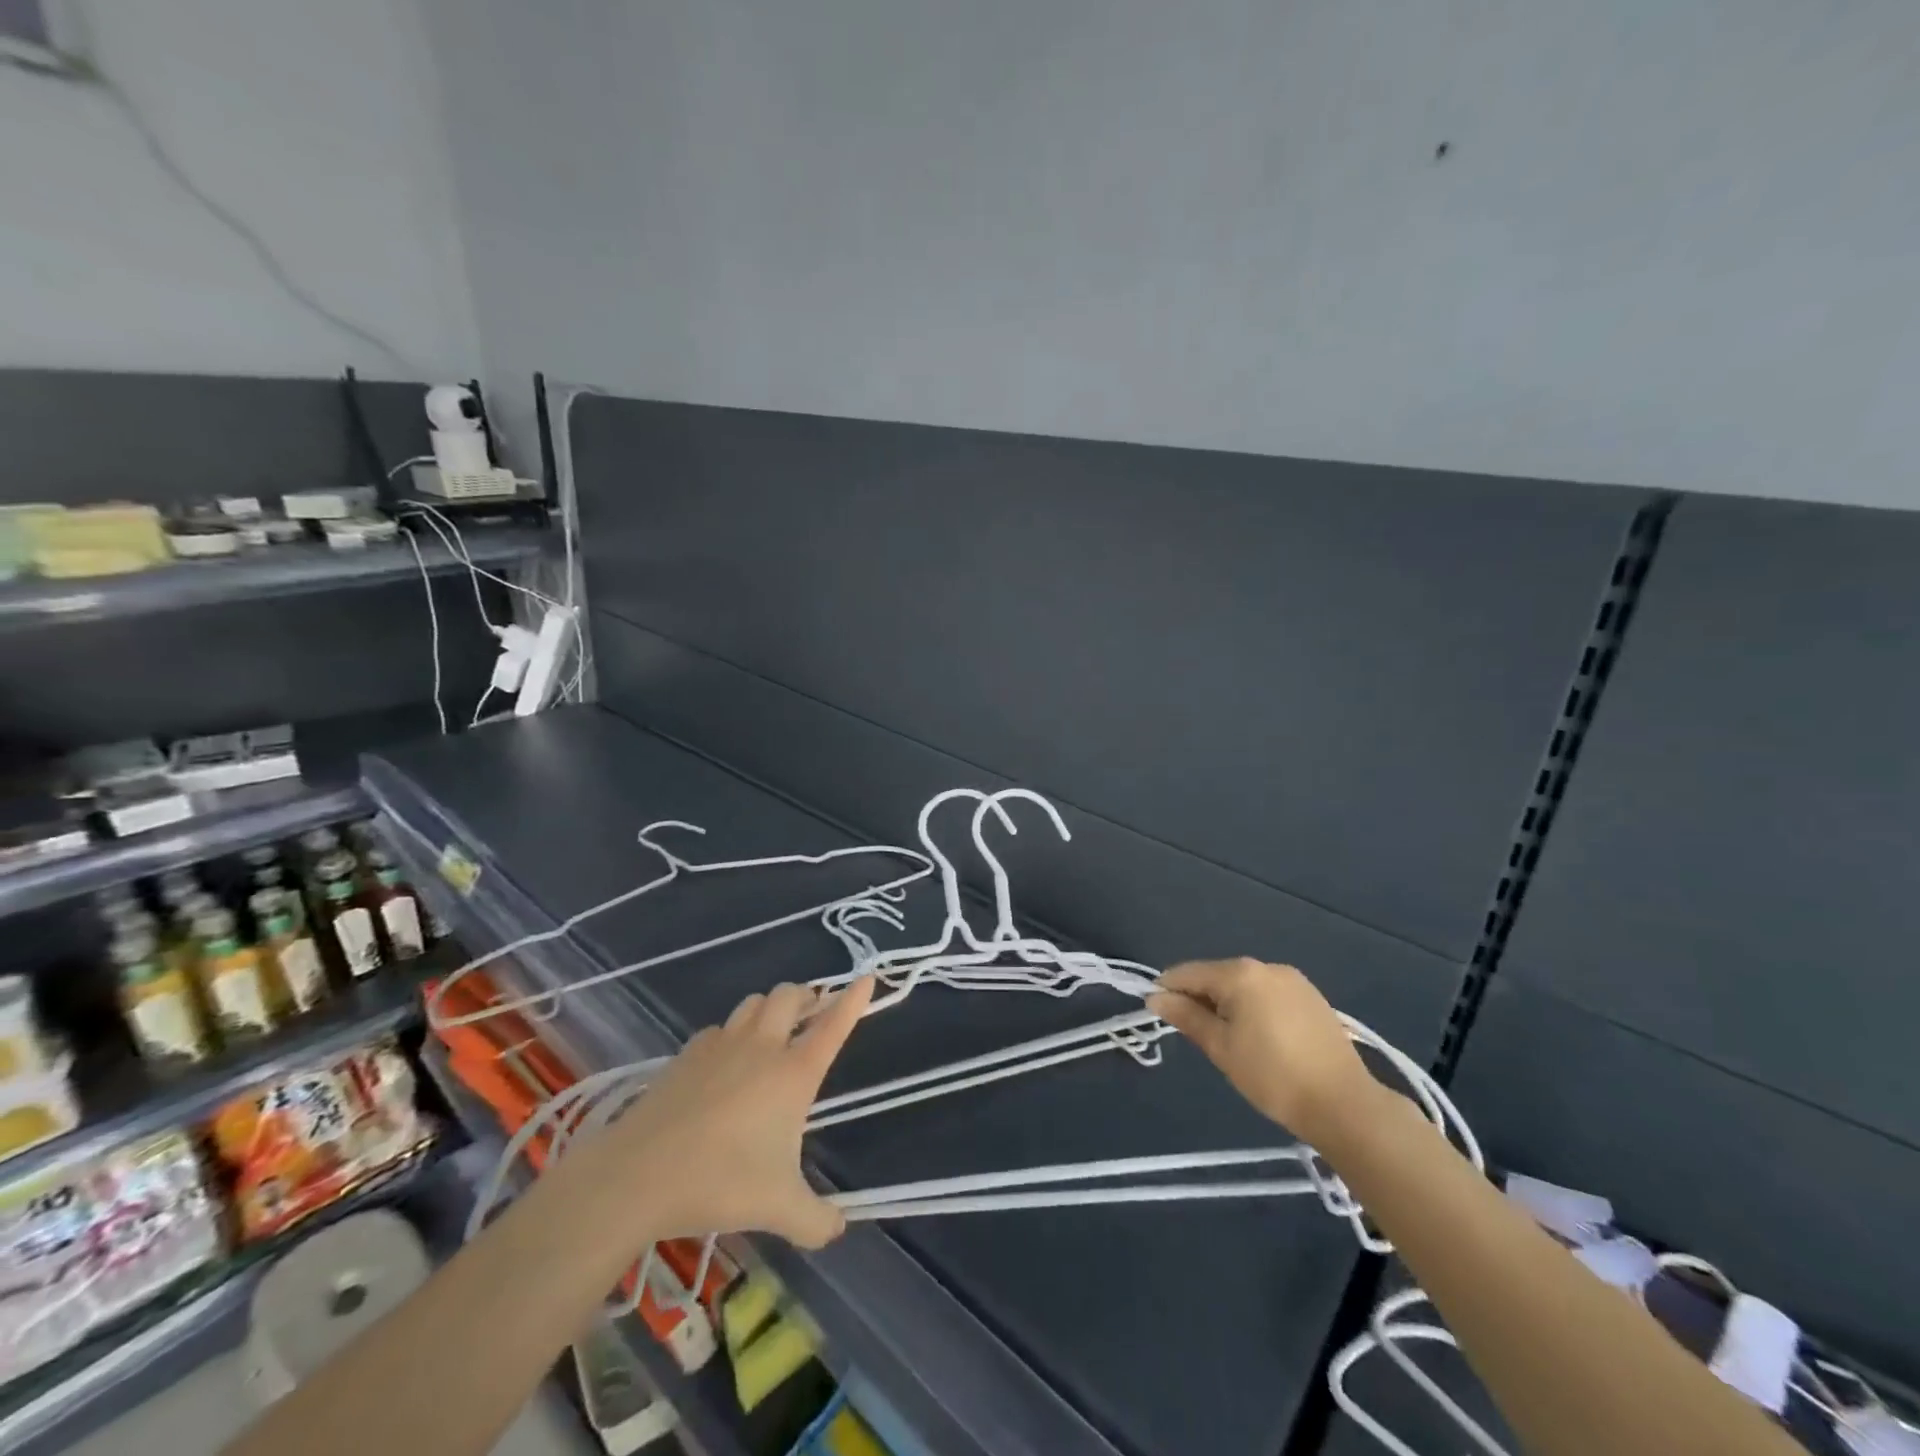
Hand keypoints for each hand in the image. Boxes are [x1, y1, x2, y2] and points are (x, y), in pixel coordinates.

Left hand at [595, 977, 874, 1248]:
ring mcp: (722, 1044)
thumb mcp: (779, 1209)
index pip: (833, 1026)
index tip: (866, 979)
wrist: (640, 1173)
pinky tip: (724, 1060)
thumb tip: (838, 1229)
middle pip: (790, 996)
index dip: (853, 1001)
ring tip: (773, 1029)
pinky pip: (718, 1028)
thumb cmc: (721, 1182)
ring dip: (770, 1008)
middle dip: (806, 997)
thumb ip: (816, 1221)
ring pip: (753, 1002)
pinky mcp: (688, 1053)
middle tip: (812, 1012)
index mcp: (793, 1073)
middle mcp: (763, 1047)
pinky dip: (730, 1034)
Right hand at [1147, 958, 1376, 1146]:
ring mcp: (1292, 979)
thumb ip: (1186, 1017)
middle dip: (1199, 997)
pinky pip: (1268, 993)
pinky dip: (1253, 1007)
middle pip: (1217, 975)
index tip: (1156, 1012)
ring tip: (1227, 1039)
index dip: (1168, 989)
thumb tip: (1155, 997)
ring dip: (1227, 1003)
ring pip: (1244, 984)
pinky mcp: (1311, 996)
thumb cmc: (1272, 1076)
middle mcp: (1265, 966)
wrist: (1344, 1104)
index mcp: (1240, 974)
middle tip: (1194, 1033)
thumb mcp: (1221, 1048)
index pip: (1189, 972)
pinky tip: (1259, 1036)